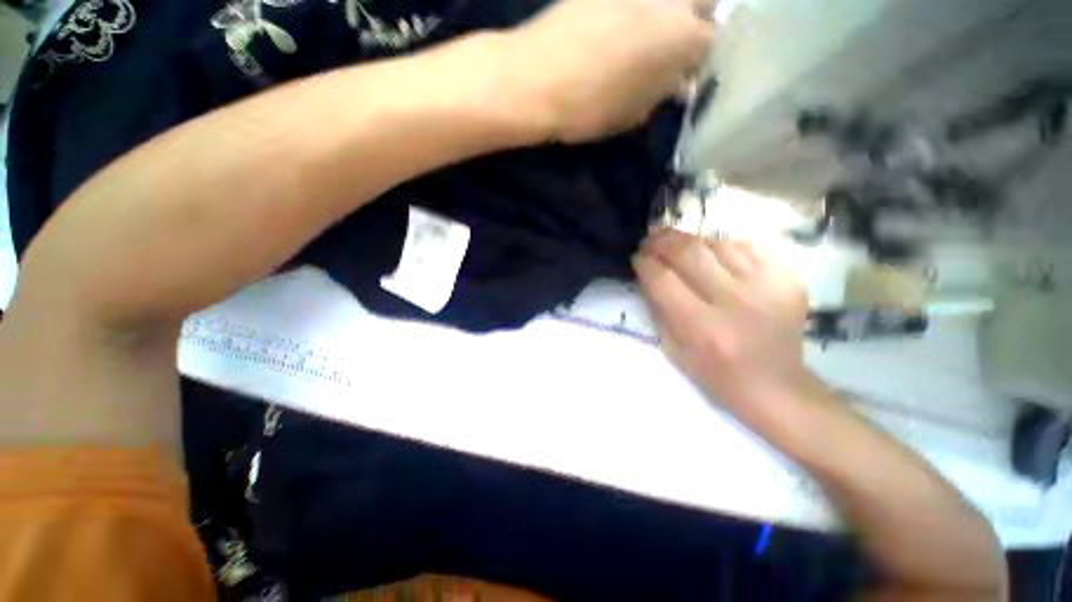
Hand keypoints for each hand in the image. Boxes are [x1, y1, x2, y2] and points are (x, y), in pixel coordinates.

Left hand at [504, 0, 713, 142]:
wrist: (535, 79)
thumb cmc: (587, 108)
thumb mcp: (630, 115)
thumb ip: (657, 95)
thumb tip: (670, 85)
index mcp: (683, 40)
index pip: (711, 42)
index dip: (699, 59)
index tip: (684, 73)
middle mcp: (670, 1)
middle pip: (703, 2)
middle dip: (695, 22)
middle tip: (672, 47)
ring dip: (667, 13)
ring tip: (644, 37)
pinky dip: (636, 10)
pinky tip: (617, 26)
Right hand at [634, 230, 820, 416]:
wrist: (776, 385)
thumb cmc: (716, 374)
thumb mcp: (673, 350)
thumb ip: (658, 309)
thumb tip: (647, 274)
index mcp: (702, 327)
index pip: (663, 279)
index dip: (644, 263)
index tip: (637, 258)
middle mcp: (734, 302)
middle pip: (689, 253)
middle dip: (662, 241)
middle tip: (651, 239)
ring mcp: (765, 287)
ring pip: (717, 244)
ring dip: (690, 241)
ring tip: (677, 245)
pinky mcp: (786, 279)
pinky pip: (746, 247)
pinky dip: (722, 246)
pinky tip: (711, 254)